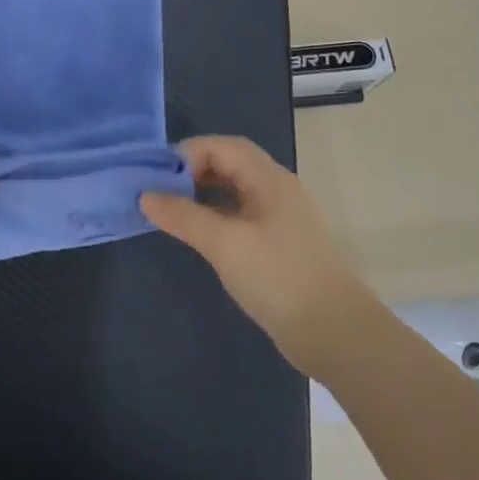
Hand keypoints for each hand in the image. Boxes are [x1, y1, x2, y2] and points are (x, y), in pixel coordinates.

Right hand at [141, 135, 374, 356]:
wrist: (334, 332)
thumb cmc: (278, 277)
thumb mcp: (224, 243)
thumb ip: (183, 216)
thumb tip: (144, 195)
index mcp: (269, 179)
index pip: (223, 146)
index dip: (188, 153)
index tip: (156, 176)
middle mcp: (276, 190)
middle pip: (229, 164)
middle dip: (191, 172)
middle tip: (158, 193)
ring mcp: (278, 218)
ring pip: (233, 191)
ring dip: (201, 195)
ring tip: (170, 213)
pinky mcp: (277, 245)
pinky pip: (239, 216)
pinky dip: (214, 217)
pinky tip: (197, 235)